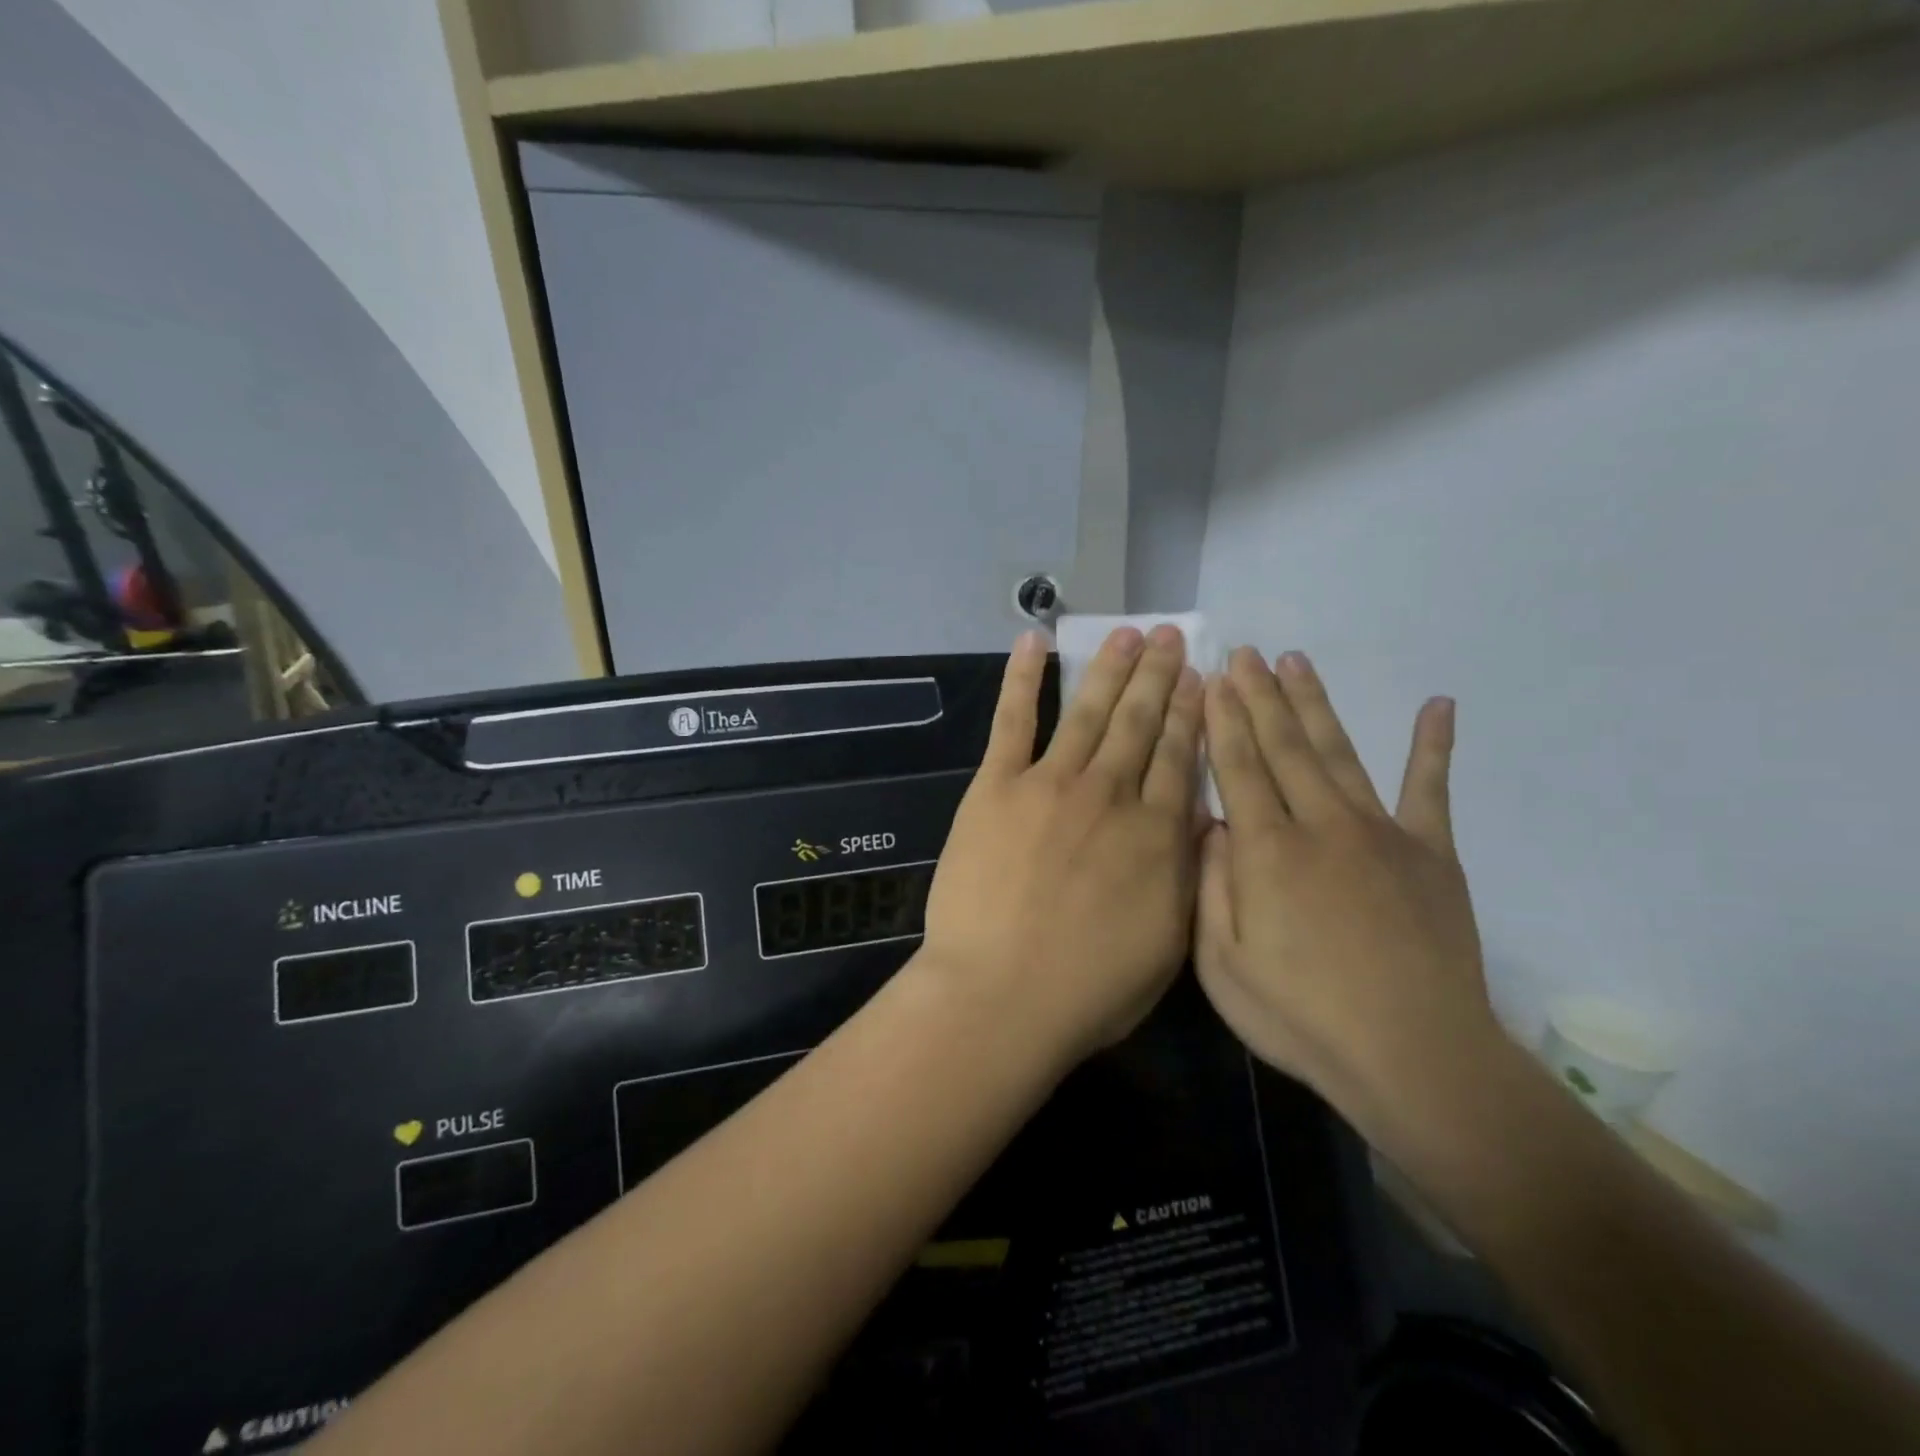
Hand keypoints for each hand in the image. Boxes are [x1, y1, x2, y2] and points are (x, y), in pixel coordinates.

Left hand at [921, 625, 1203, 1065]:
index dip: (1191, 712)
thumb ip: (1183, 871)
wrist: (1001, 995)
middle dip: (1159, 676)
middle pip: (1140, 722)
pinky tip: (1034, 641)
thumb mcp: (1168, 941)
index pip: (1179, 756)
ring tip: (1128, 633)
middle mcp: (1110, 794)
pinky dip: (1022, 678)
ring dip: (1109, 668)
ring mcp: (1050, 784)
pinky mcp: (996, 787)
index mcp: (1156, 833)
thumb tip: (1197, 818)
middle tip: (1171, 636)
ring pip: (1088, 712)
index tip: (1200, 677)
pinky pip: (1013, 721)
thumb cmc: (1089, 988)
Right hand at [1194, 648, 1498, 1126]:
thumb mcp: (1222, 966)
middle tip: (1245, 653)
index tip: (1213, 678)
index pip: (1238, 767)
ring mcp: (1381, 833)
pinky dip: (1434, 747)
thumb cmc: (1302, 1017)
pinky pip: (1431, 790)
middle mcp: (1321, 825)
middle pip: (1284, 745)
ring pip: (1340, 752)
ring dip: (1315, 704)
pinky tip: (1438, 706)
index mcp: (1267, 851)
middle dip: (1259, 696)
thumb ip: (1211, 887)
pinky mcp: (1432, 854)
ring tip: (1296, 661)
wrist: (1414, 1058)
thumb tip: (1210, 824)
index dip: (1223, 720)